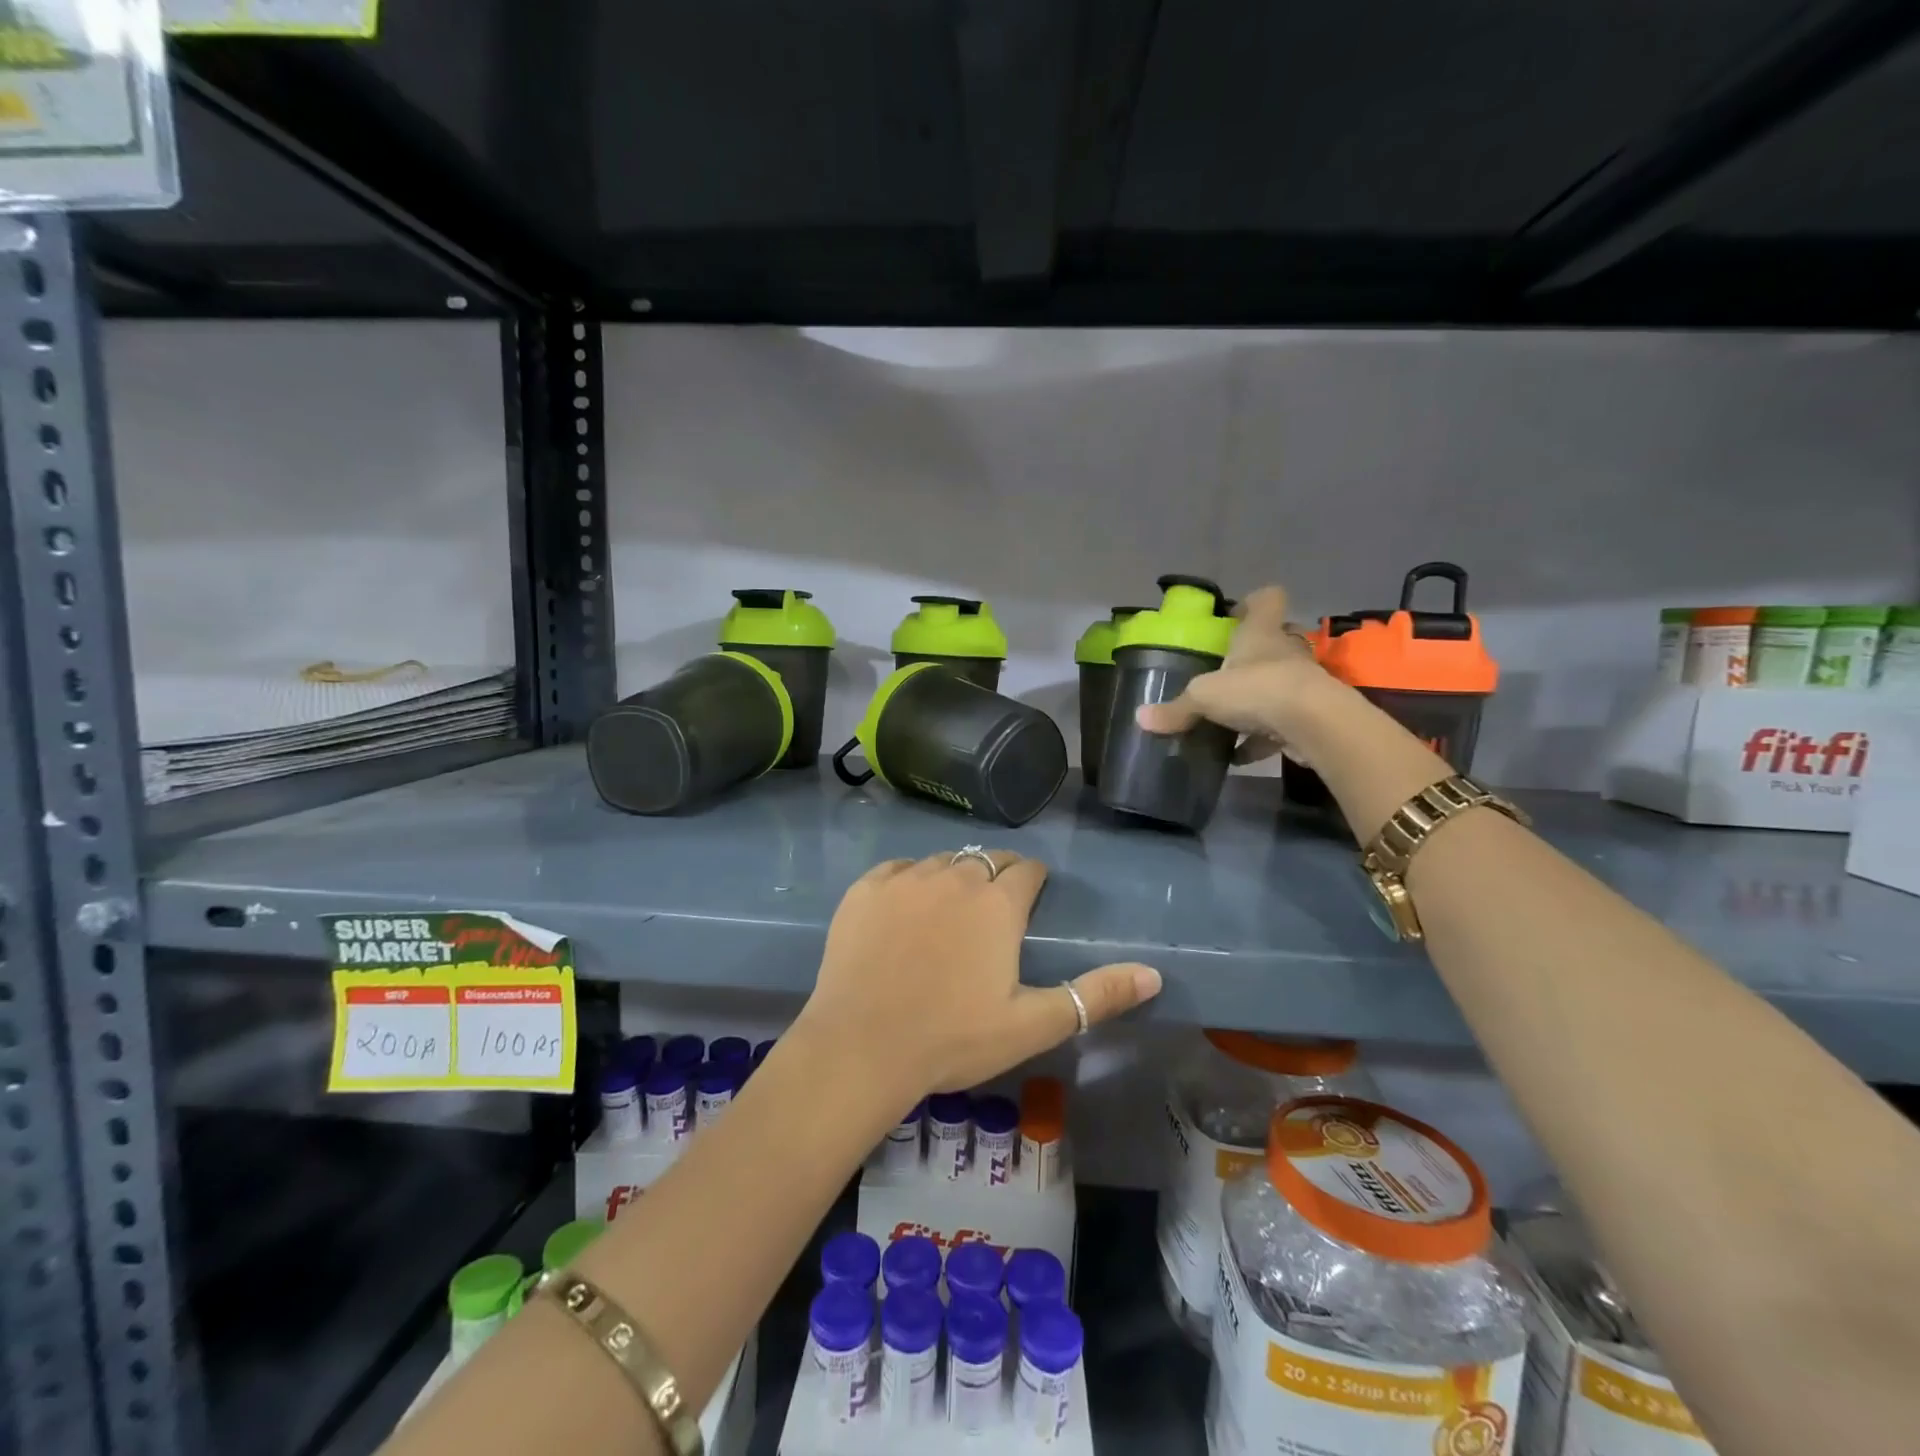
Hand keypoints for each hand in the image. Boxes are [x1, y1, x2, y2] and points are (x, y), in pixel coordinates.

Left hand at [793, 851, 1161, 1107]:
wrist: (861, 1047)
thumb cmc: (953, 1039)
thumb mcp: (1033, 1024)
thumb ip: (1096, 996)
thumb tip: (1154, 974)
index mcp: (997, 904)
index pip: (1027, 870)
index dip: (1033, 881)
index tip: (1031, 899)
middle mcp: (954, 877)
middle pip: (986, 860)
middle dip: (998, 876)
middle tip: (993, 910)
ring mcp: (906, 879)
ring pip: (942, 862)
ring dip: (954, 876)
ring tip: (950, 909)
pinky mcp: (865, 889)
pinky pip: (898, 869)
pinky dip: (909, 881)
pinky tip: (906, 908)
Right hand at [1135, 584, 1346, 764]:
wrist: (1312, 723)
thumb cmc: (1255, 689)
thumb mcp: (1203, 697)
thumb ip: (1176, 709)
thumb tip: (1140, 717)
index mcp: (1260, 633)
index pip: (1266, 600)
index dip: (1252, 603)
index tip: (1235, 615)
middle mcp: (1285, 651)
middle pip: (1272, 643)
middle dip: (1251, 658)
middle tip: (1224, 674)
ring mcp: (1301, 682)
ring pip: (1277, 684)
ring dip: (1257, 700)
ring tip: (1228, 720)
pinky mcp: (1309, 714)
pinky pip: (1281, 724)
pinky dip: (1261, 738)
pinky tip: (1239, 756)